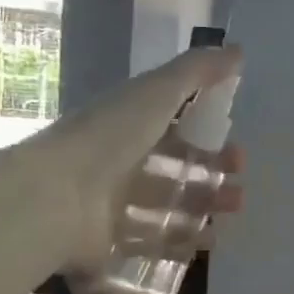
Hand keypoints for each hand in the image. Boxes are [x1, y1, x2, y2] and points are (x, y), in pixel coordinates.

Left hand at [45, 46, 244, 276]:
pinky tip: (209, 242)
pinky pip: (152, 242)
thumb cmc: (109, 138)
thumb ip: (197, 71)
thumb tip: (239, 50)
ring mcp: (114, 206)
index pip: (176, 133)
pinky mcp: (110, 243)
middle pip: (176, 173)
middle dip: (213, 179)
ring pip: (169, 207)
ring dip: (204, 209)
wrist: (54, 197)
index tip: (239, 153)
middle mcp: (121, 165)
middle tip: (239, 191)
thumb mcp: (156, 92)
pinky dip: (182, 242)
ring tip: (231, 213)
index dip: (210, 141)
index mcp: (129, 127)